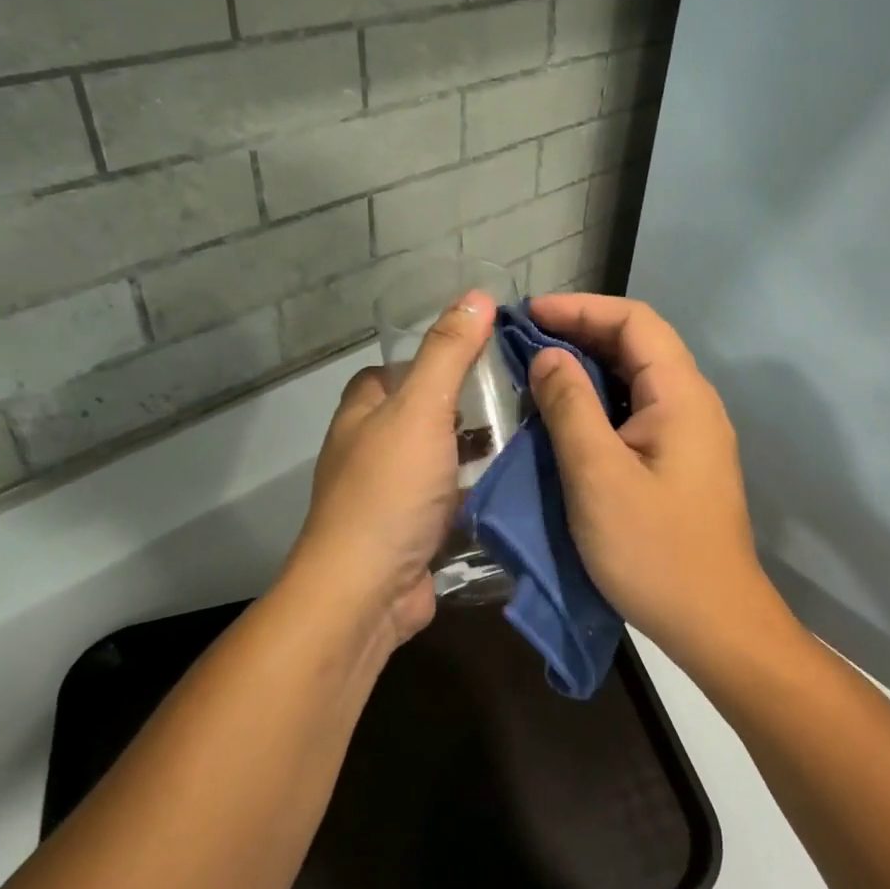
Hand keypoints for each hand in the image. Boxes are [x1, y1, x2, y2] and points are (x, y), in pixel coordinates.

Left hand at [285, 292, 492, 646]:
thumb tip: (477, 295)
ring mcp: (389, 498)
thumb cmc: (390, 491)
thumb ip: (448, 354)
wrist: (366, 592)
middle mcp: (368, 453)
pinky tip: (515, 489)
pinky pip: (449, 504)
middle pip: (418, 418)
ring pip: (437, 463)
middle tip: (516, 400)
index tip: (478, 359)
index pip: (390, 373)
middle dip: (461, 409)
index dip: (428, 361)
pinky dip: (476, 496)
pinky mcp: (412, 536)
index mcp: (362, 416)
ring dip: (473, 455)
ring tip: (527, 439)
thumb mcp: (422, 410)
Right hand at [525, 293, 788, 665]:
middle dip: (581, 332)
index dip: (580, 308)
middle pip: (638, 345)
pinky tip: (567, 416)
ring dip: (588, 367)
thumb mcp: (598, 475)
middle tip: (524, 341)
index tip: (528, 315)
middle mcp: (693, 404)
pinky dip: (599, 402)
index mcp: (681, 395)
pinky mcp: (681, 462)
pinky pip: (637, 412)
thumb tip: (548, 355)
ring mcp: (690, 434)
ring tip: (537, 371)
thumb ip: (570, 406)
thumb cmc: (654, 550)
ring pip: (636, 379)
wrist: (714, 622)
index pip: (634, 321)